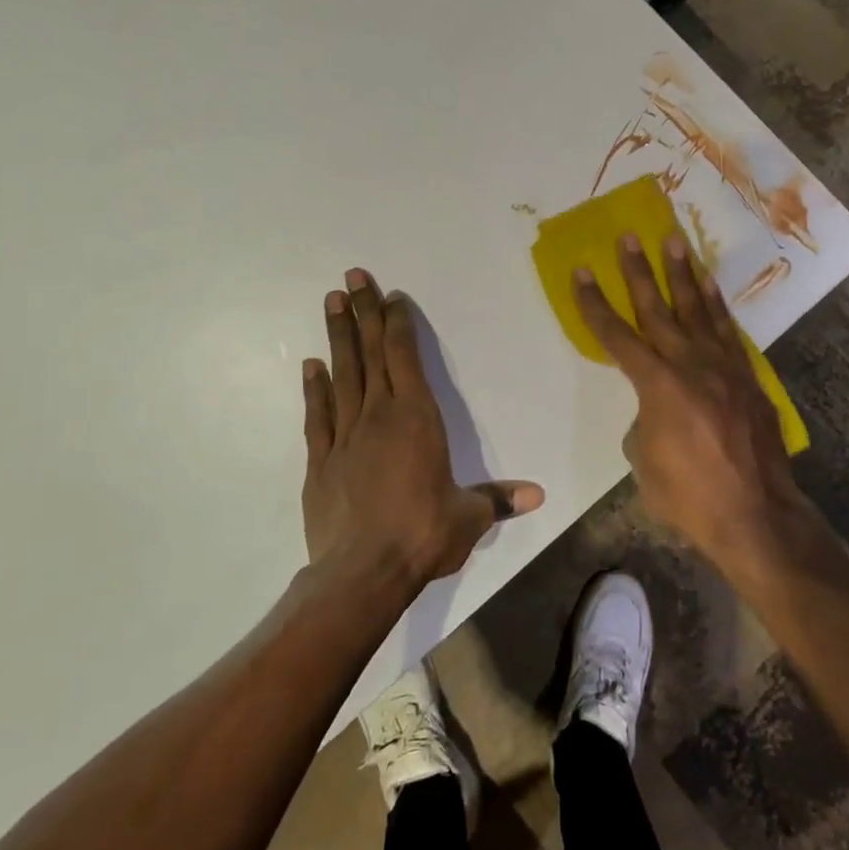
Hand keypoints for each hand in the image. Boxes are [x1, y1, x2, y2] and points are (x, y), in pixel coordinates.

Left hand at [301, 268, 543, 592]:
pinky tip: (311, 365)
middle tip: (351, 277)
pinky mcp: (320, 462)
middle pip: (371, 354)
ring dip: (337, 337)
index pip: (406, 358)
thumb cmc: (423, 535)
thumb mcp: (469, 517)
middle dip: (363, 312)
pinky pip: (317, 416)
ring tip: (330, 302)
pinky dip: (314, 389)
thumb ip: (497, 499)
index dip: (398, 324)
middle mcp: (379, 417)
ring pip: (342, 375)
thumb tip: (537, 495)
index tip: (390, 296)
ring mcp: (345, 437)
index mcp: (417, 419)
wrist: (363, 572)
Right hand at [573, 235, 808, 572]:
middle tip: (629, 236)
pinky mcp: (747, 379)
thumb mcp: (645, 464)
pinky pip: (728, 332)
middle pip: (658, 309)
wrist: (757, 516)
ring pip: (698, 311)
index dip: (594, 304)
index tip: (581, 272)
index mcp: (658, 386)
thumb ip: (644, 424)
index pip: (616, 336)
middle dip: (638, 272)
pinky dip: (716, 306)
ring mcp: (724, 368)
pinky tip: (709, 288)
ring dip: (683, 275)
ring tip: (674, 241)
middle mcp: (691, 365)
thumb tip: (654, 410)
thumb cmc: (690, 498)